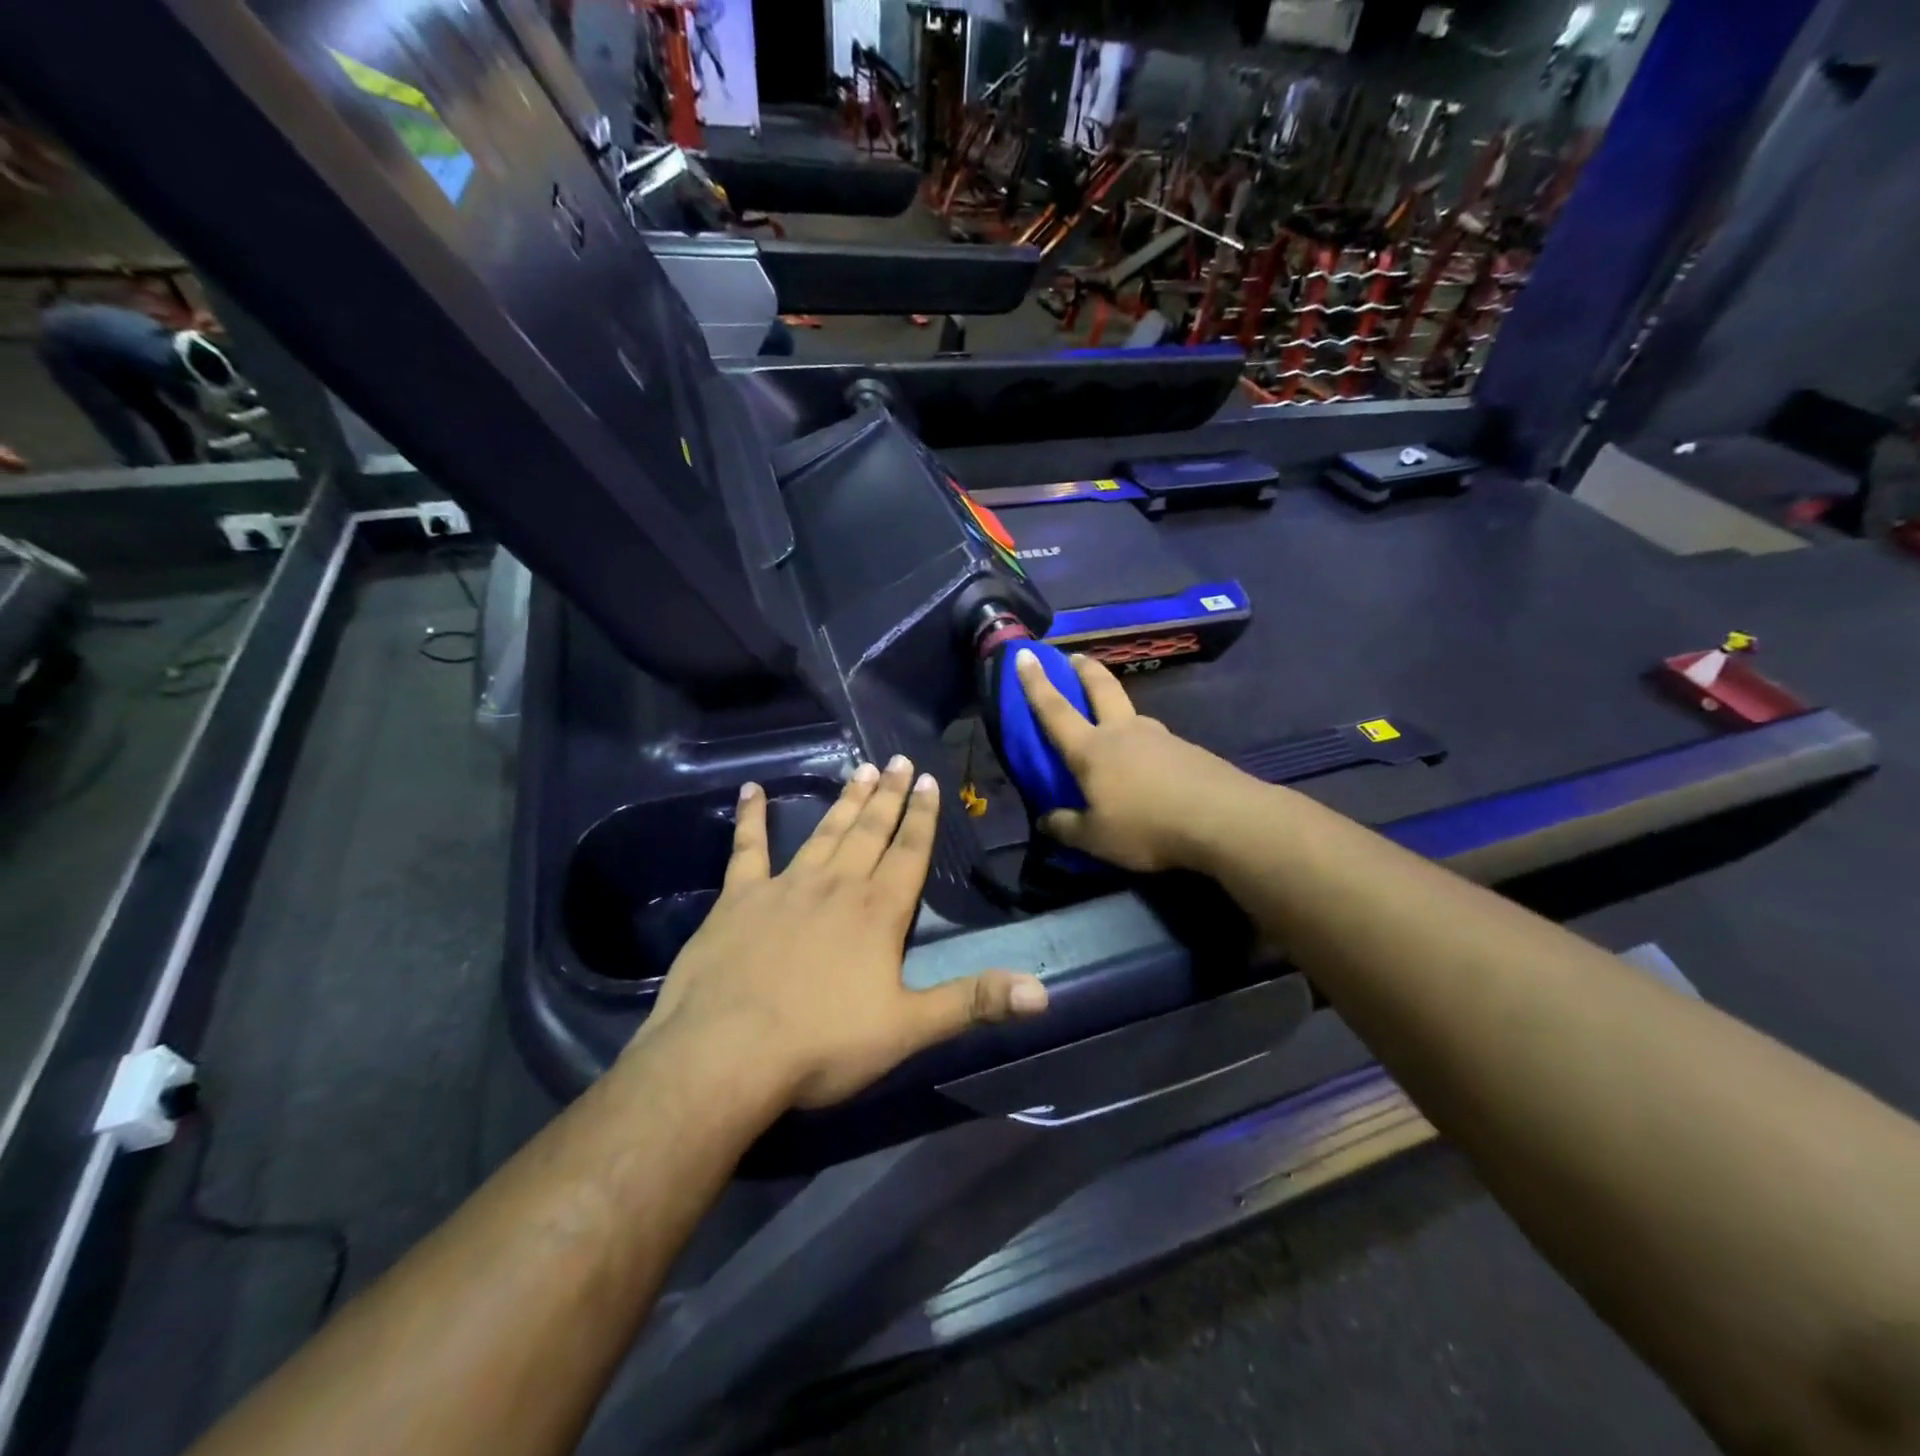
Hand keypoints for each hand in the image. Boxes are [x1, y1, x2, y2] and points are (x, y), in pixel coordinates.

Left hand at [642, 757, 1048, 1108]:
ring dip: (845, 801)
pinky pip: (747, 848)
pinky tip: (751, 790)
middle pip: (870, 831)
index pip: (910, 852)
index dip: (923, 817)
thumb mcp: (907, 1029)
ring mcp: (785, 887)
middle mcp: (836, 886)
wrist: (726, 1053)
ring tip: (862, 770)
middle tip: (900, 760)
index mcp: (878, 912)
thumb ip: (973, 1002)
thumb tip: (1043, 992)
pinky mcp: (738, 898)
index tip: (929, 780)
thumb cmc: (822, 1044)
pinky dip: (750, 818)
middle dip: (889, 796)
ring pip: (824, 832)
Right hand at [1015, 648, 1256, 873]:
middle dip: (1084, 669)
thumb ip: (1065, 827)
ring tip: (1111, 719)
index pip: (1055, 710)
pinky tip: (1147, 763)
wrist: (1223, 819)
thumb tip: (1044, 820)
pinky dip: (1142, 740)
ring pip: (1131, 712)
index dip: (1036, 683)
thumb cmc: (1146, 826)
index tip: (1025, 654)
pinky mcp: (1187, 750)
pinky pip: (1154, 738)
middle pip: (1101, 687)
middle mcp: (1123, 732)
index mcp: (1091, 749)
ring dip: (1116, 704)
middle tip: (1073, 657)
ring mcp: (1159, 736)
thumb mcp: (1095, 839)